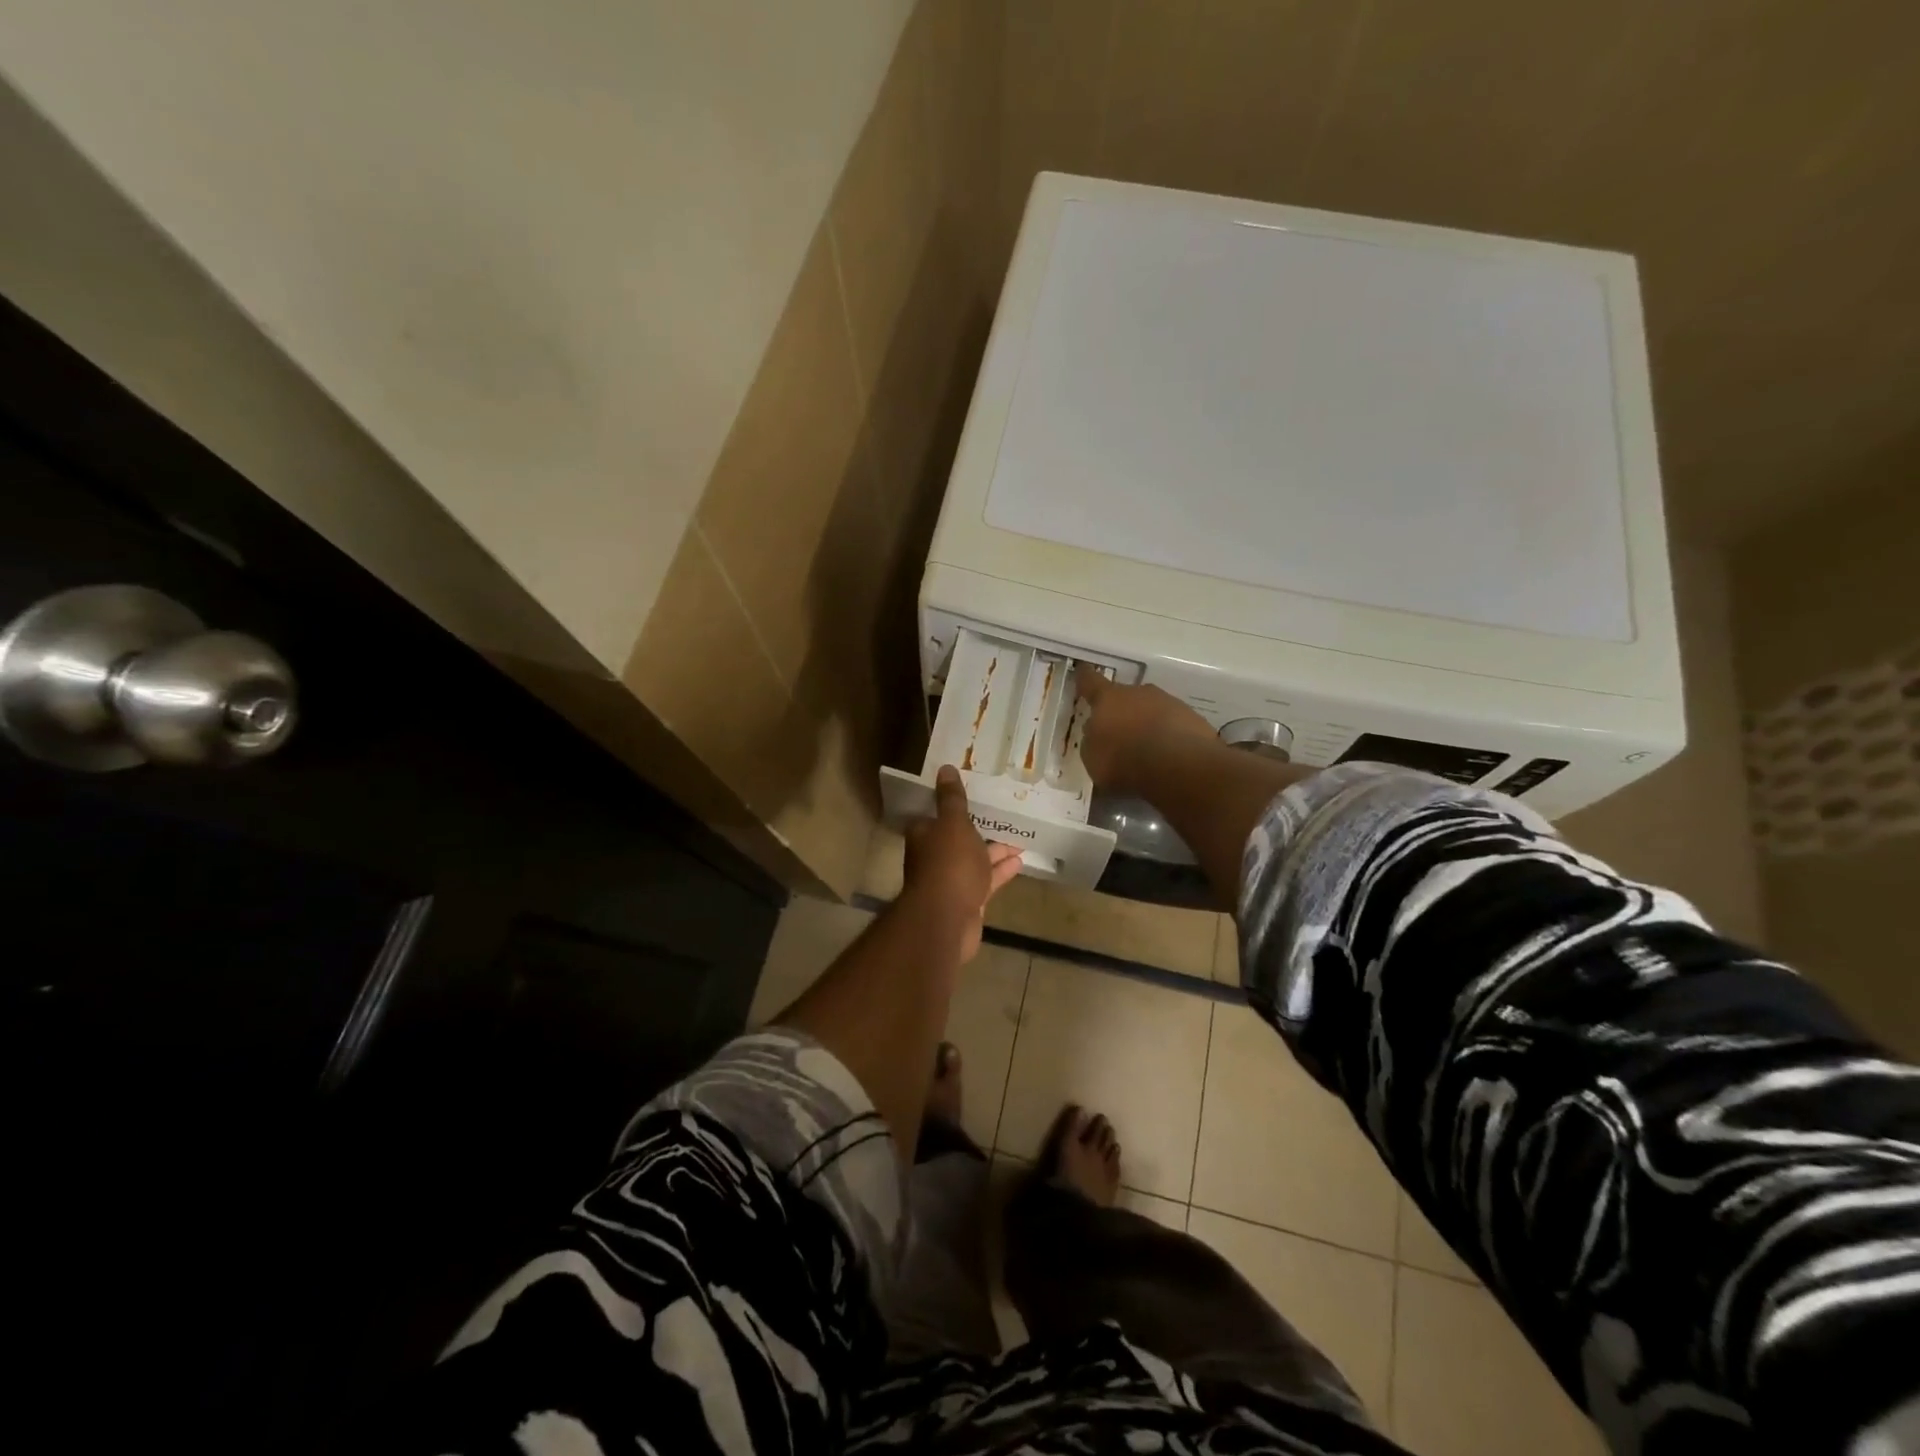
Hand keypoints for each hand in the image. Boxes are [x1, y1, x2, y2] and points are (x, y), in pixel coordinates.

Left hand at [903, 765, 1023, 959]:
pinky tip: (1020, 862)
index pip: (936, 816)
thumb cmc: (949, 864)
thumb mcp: (954, 824)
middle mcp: (934, 856)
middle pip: (958, 838)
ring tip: (1019, 839)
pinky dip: (1000, 871)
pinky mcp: (967, 900)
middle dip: (979, 830)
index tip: (974, 796)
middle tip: (1003, 817)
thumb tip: (944, 768)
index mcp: (925, 835)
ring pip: (975, 860)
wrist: (946, 920)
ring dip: (995, 851)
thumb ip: (952, 799)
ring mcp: (951, 881)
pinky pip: (986, 880)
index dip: (953, 806)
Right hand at [1075, 666, 1214, 793]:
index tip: (1082, 671)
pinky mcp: (1193, 719)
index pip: (1091, 682)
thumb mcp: (1093, 759)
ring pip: (1151, 710)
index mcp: (1108, 699)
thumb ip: (1092, 741)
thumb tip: (1097, 734)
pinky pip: (1173, 726)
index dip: (1085, 678)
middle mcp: (1139, 693)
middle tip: (1118, 733)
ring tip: (1145, 751)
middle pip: (1125, 697)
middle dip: (1121, 712)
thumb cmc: (1124, 761)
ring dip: (1146, 725)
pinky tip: (1166, 758)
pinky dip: (1167, 738)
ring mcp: (1169, 703)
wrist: (1179, 767)